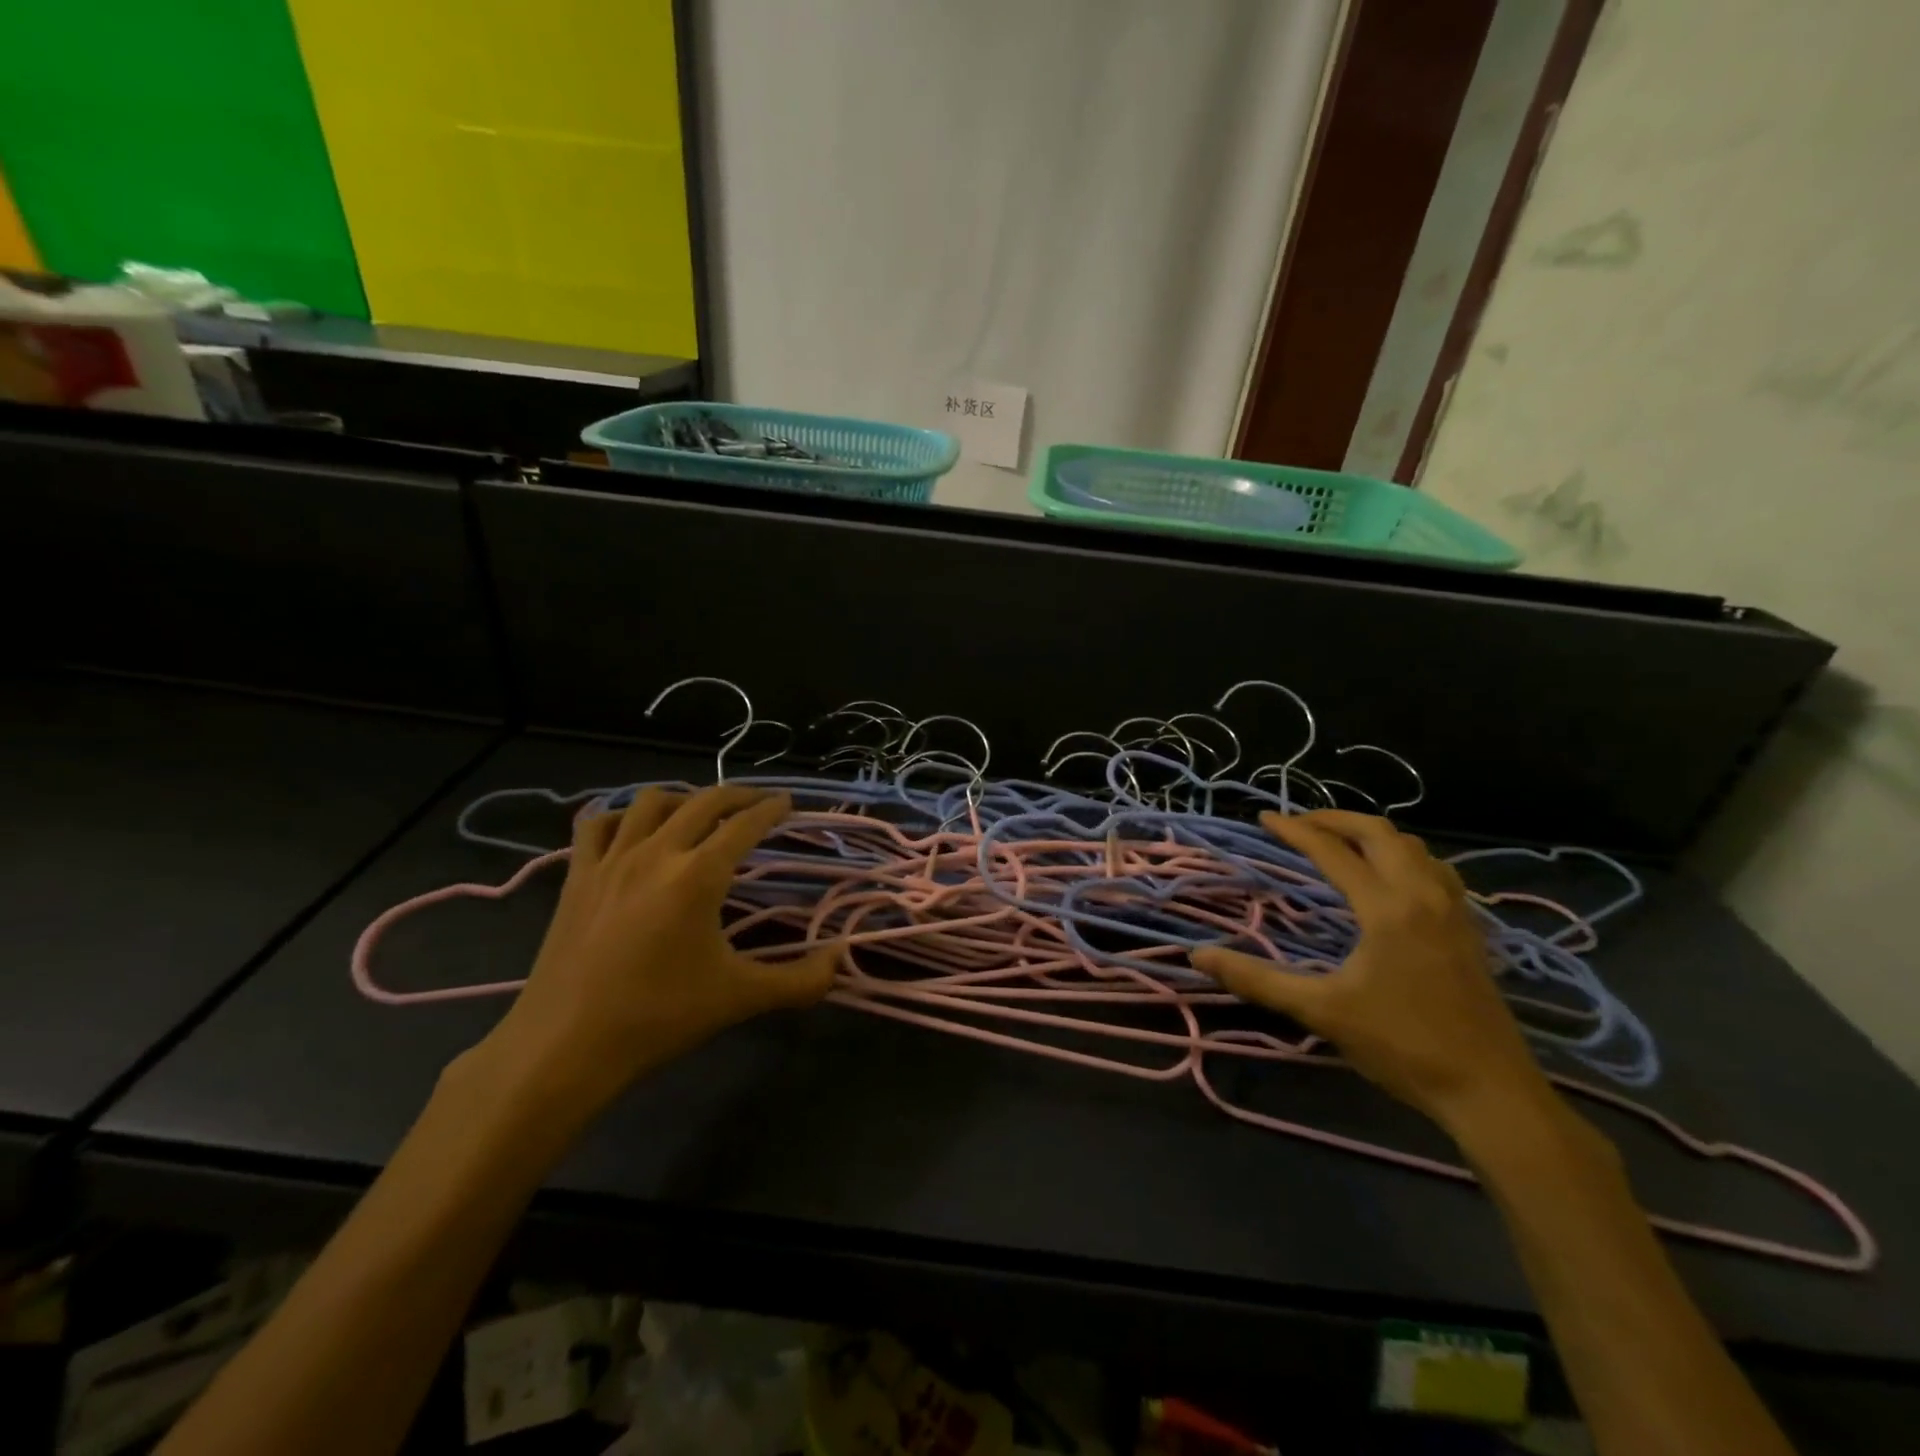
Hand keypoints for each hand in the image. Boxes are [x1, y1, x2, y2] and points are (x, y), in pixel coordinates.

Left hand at [478, 785, 838, 1119]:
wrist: (564, 1046)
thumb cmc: (658, 1017)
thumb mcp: (740, 999)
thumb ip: (800, 981)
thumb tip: (841, 959)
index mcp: (699, 875)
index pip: (744, 825)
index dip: (771, 809)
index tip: (787, 802)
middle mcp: (656, 853)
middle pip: (703, 801)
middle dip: (737, 795)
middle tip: (757, 803)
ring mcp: (611, 860)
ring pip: (650, 801)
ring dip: (682, 798)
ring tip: (698, 812)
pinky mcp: (577, 877)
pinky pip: (597, 825)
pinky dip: (620, 816)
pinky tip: (632, 829)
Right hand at [1192, 810, 1553, 1135]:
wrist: (1490, 1091)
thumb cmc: (1402, 1047)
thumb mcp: (1321, 1012)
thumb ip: (1257, 979)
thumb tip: (1198, 955)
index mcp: (1387, 909)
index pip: (1332, 852)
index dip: (1294, 831)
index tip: (1264, 818)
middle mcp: (1423, 895)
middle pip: (1379, 833)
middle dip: (1334, 819)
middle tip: (1298, 824)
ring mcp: (1454, 910)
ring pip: (1413, 846)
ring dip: (1371, 834)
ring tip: (1339, 842)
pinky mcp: (1469, 929)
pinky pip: (1435, 868)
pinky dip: (1403, 855)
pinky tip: (1391, 876)